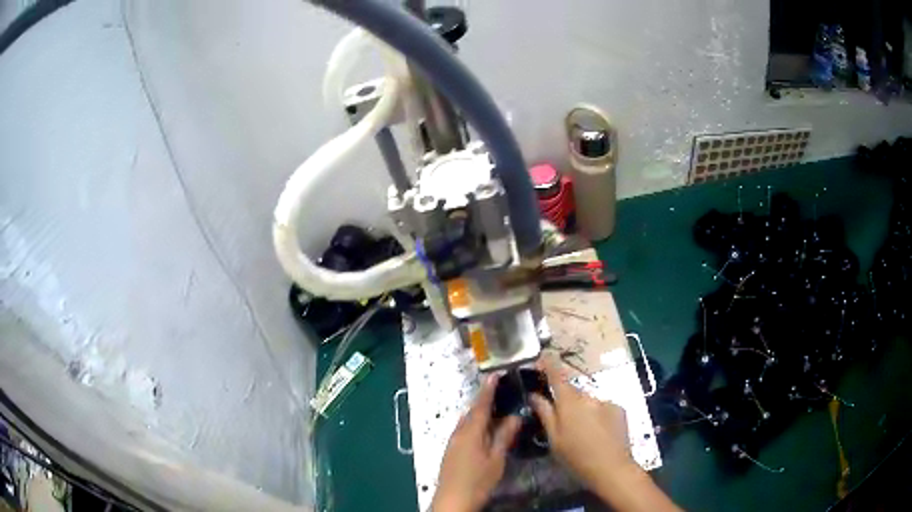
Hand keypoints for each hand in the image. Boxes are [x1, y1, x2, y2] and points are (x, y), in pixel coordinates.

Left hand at [432, 373, 521, 511]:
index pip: (480, 405)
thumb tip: (515, 416)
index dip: (488, 389)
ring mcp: (453, 442)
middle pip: (472, 412)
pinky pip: (464, 431)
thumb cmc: (478, 480)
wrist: (453, 500)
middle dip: (485, 402)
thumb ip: (504, 436)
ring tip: (497, 411)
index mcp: (470, 432)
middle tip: (502, 393)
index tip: (495, 374)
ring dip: (480, 415)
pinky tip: (486, 432)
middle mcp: (459, 433)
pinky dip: (475, 426)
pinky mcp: (451, 451)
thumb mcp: (496, 459)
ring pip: (467, 422)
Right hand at [530, 355, 679, 511]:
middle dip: (565, 401)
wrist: (611, 467)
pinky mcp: (618, 408)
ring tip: (582, 432)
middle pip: (572, 392)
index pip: (557, 375)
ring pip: (587, 401)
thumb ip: (545, 413)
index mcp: (569, 402)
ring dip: (582, 410)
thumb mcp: (554, 439)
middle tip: (562, 421)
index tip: (541, 358)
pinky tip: (598, 432)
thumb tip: (534, 395)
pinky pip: (602, 407)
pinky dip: (597, 415)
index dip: (549, 364)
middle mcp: (588, 396)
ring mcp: (605, 401)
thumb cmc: (576, 457)